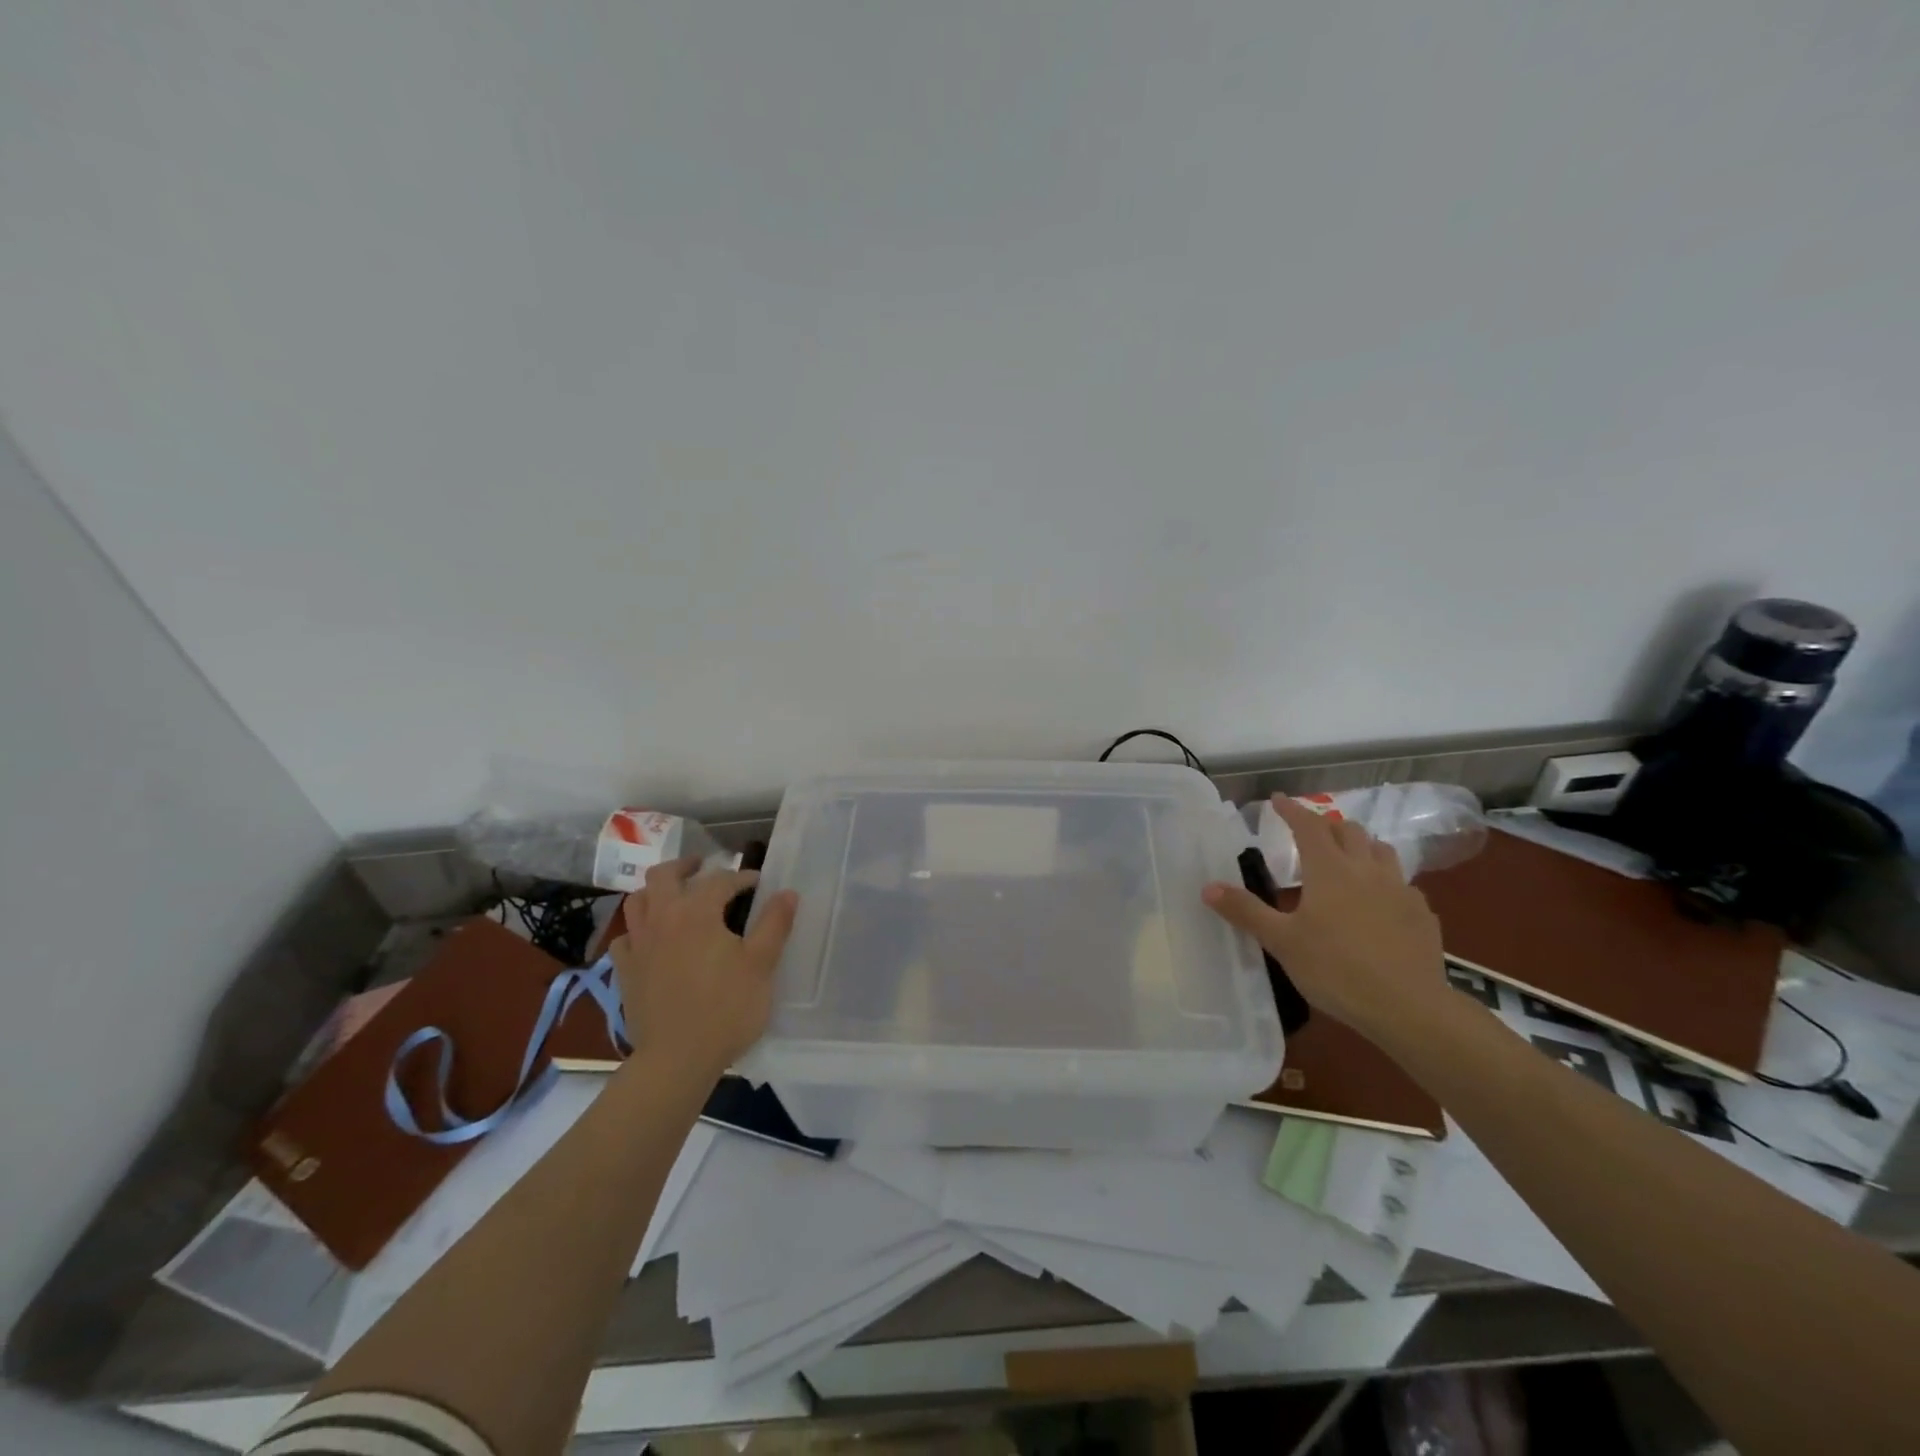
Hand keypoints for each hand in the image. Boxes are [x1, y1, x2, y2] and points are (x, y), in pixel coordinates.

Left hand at [610, 856, 798, 1083]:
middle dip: (686, 866)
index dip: (742, 878)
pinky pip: (625, 938)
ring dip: (656, 891)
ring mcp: (638, 945)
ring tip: (674, 895)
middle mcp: (661, 918)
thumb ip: (774, 923)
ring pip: (638, 901)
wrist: (677, 1059)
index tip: (759, 884)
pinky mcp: (624, 972)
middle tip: (703, 867)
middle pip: (664, 876)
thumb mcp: (761, 964)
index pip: (720, 880)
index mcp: (696, 911)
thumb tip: (787, 892)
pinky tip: (650, 939)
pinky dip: (637, 929)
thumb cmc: (726, 1008)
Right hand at [1202, 794, 1446, 1039]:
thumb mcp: (1281, 942)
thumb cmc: (1335, 969)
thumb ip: (1246, 911)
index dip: (1292, 810)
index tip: (1277, 800)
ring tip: (1348, 859)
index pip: (1308, 826)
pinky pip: (1403, 884)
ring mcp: (1400, 889)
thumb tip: (1208, 887)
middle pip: (1349, 831)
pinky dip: (1385, 881)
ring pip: (1381, 851)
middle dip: (1327, 826)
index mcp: (1330, 870)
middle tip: (1311, 835)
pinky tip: (1380, 902)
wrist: (1408, 1007)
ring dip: (1361, 846)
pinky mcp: (1422, 914)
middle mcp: (1366, 869)